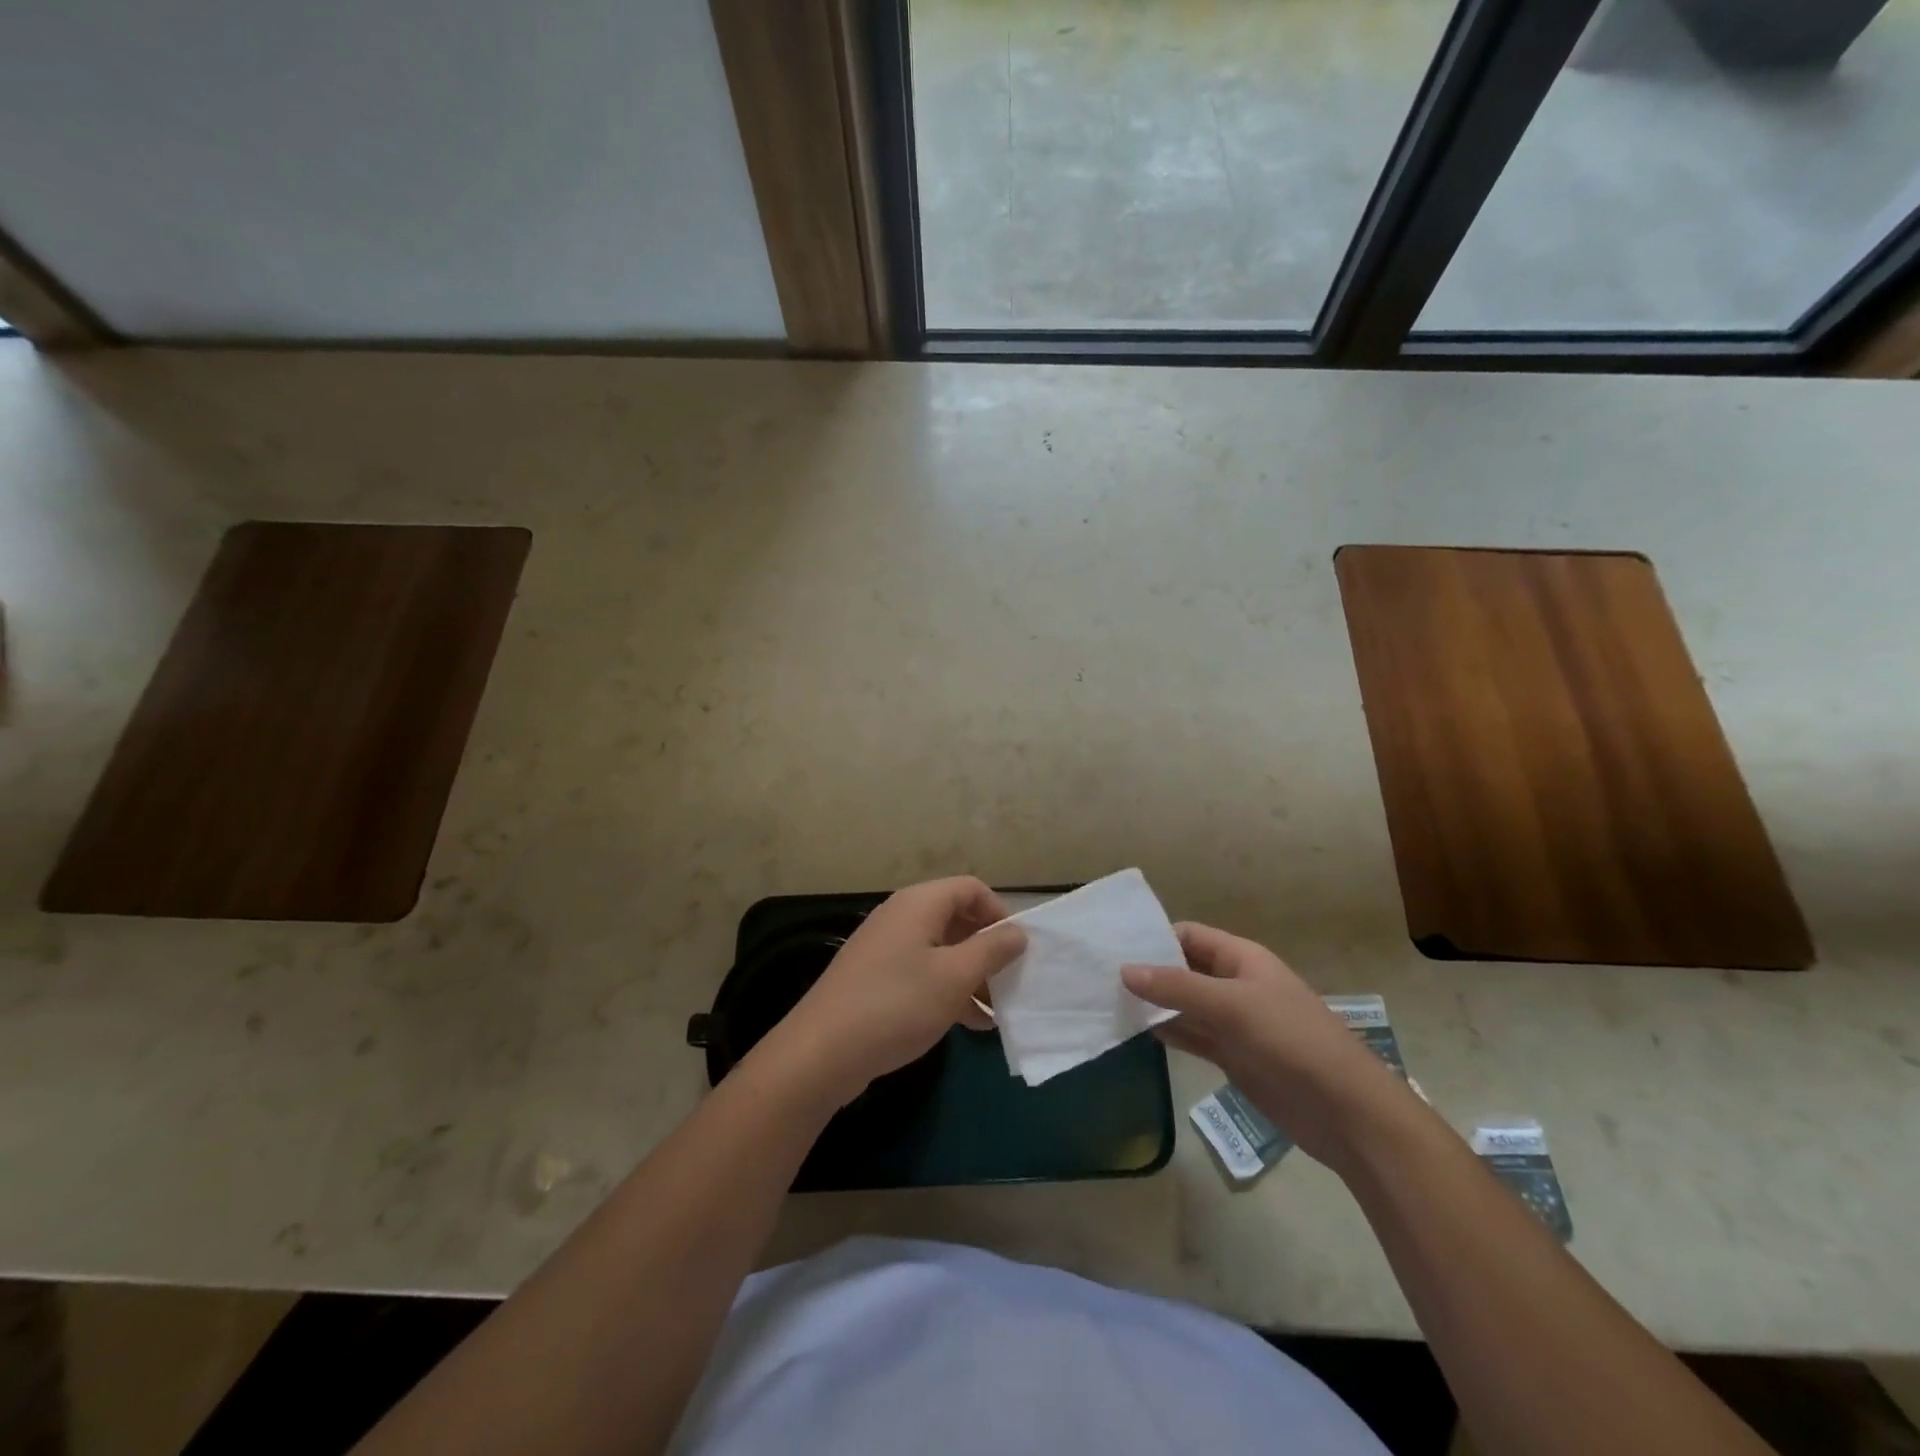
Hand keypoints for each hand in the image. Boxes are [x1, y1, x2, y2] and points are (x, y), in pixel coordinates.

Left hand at [759, 877, 1026, 1107]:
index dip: (999, 913)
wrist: (822, 1052)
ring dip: (971, 977)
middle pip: (957, 919)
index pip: (971, 889)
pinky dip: (948, 992)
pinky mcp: (876, 979)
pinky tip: (971, 1026)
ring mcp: (886, 949)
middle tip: (1012, 983)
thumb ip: (991, 951)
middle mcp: (901, 917)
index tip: (1017, 949)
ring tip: (998, 1012)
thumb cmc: (897, 1004)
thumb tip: (1017, 932)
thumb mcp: (954, 977)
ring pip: (942, 951)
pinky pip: (923, 974)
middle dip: (987, 950)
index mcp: (919, 904)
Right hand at [1123, 923, 1407, 1166]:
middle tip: (1099, 979)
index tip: (1112, 949)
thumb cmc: (1291, 1042)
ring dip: (1153, 1006)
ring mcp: (1234, 1022)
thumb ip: (1176, 987)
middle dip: (1148, 973)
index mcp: (1241, 958)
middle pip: (1183, 969)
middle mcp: (1235, 984)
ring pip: (1184, 1005)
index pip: (1188, 935)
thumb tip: (1124, 970)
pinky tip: (1136, 1034)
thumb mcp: (1231, 1006)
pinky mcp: (1233, 1056)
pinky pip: (1192, 1037)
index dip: (1153, 938)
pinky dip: (1167, 1034)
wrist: (1347, 1112)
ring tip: (1106, 1004)